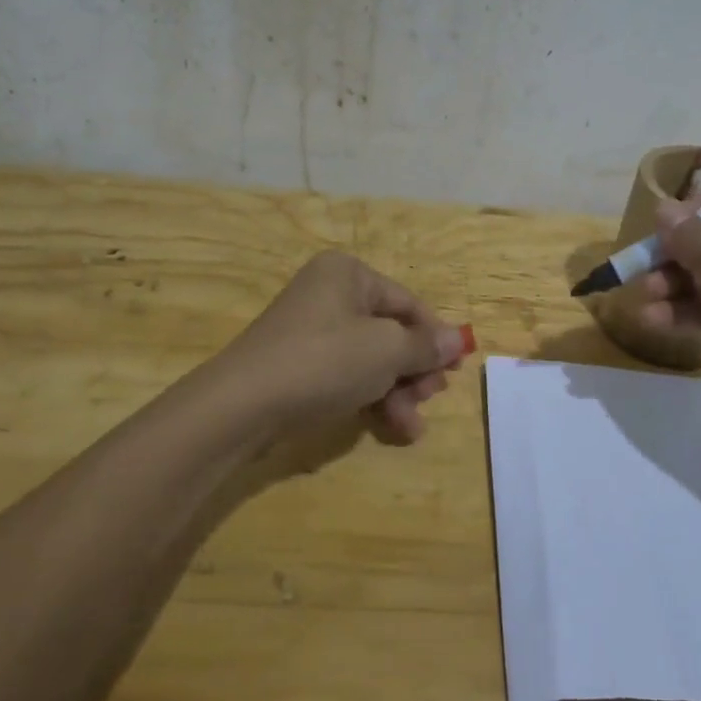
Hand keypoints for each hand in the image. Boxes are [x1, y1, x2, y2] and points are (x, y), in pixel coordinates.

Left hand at [222, 251, 468, 445]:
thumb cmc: (323, 362)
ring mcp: (312, 330)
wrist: (242, 405)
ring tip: (410, 425)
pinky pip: (348, 375)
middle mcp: (330, 294)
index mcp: (348, 274)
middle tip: (429, 399)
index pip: (409, 303)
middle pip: (391, 331)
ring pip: (372, 358)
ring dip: (397, 391)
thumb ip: (425, 345)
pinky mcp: (300, 364)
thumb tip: (458, 339)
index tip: (455, 371)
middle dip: (414, 370)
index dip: (436, 337)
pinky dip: (371, 397)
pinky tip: (391, 427)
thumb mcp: (385, 350)